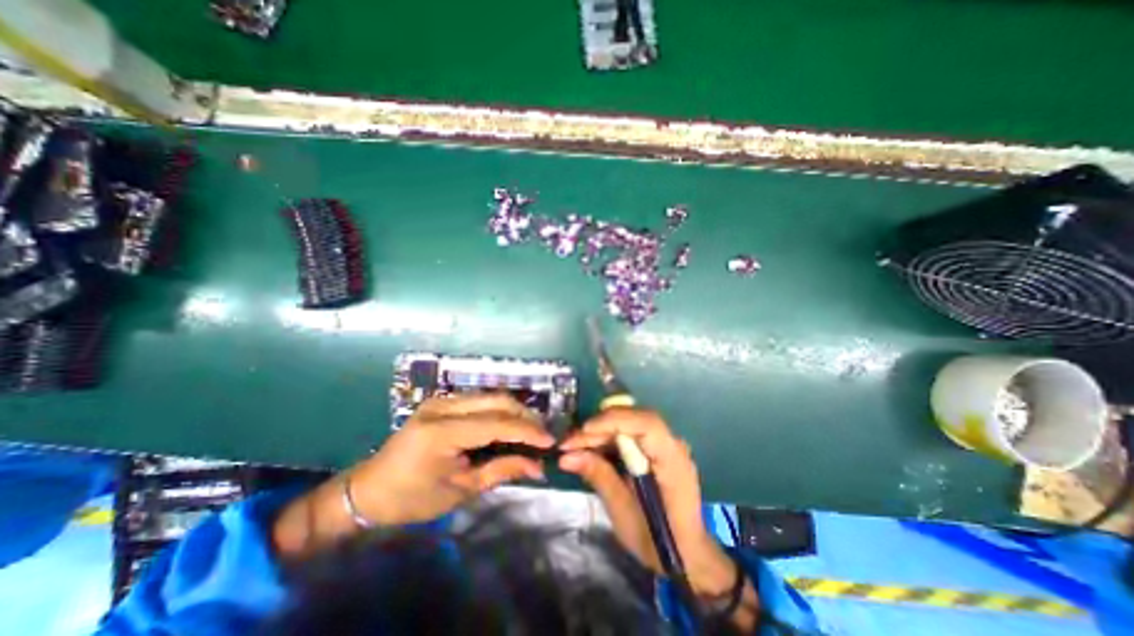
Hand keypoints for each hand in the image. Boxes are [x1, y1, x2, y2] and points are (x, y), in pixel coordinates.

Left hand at [276, 392, 557, 555]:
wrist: (369, 490)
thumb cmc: (412, 499)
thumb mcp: (460, 491)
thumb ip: (502, 470)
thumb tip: (538, 465)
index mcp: (441, 432)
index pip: (496, 423)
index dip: (527, 431)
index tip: (550, 441)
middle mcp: (442, 406)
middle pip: (497, 400)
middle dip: (525, 416)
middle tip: (542, 435)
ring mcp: (441, 399)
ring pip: (491, 395)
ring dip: (515, 411)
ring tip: (530, 430)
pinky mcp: (442, 400)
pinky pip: (481, 399)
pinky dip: (500, 410)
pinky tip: (509, 424)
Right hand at [562, 411, 740, 598]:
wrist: (684, 554)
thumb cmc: (657, 540)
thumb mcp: (623, 512)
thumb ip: (599, 476)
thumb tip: (566, 457)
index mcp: (672, 459)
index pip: (646, 423)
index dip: (614, 420)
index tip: (585, 431)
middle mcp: (672, 444)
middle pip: (633, 420)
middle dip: (599, 427)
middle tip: (568, 443)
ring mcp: (665, 444)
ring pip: (628, 424)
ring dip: (600, 432)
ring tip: (573, 447)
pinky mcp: (655, 448)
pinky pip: (629, 434)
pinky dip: (608, 439)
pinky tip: (590, 450)